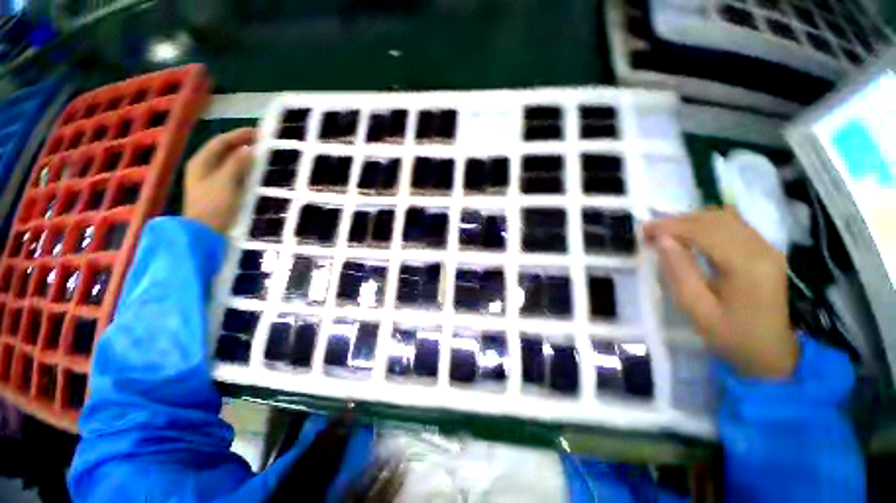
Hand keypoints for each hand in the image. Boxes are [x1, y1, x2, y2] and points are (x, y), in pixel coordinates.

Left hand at [183, 128, 255, 232]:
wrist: (205, 233)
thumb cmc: (213, 205)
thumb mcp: (225, 182)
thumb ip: (237, 163)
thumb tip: (249, 149)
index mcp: (201, 162)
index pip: (220, 142)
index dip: (238, 135)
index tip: (258, 132)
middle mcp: (204, 168)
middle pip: (224, 151)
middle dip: (242, 145)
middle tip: (263, 143)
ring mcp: (211, 181)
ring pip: (230, 163)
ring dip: (245, 158)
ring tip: (263, 156)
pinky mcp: (220, 192)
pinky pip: (234, 175)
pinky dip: (245, 171)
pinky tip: (256, 173)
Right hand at [644, 208, 797, 378]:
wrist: (772, 352)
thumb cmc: (731, 336)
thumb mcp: (697, 309)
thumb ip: (679, 271)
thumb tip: (662, 240)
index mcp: (747, 266)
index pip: (705, 231)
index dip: (672, 226)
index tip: (644, 229)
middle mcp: (762, 249)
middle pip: (716, 219)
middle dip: (679, 221)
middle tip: (651, 231)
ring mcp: (767, 248)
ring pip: (726, 218)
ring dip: (692, 220)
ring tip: (666, 232)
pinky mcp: (765, 250)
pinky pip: (734, 225)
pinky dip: (707, 224)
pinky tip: (691, 233)